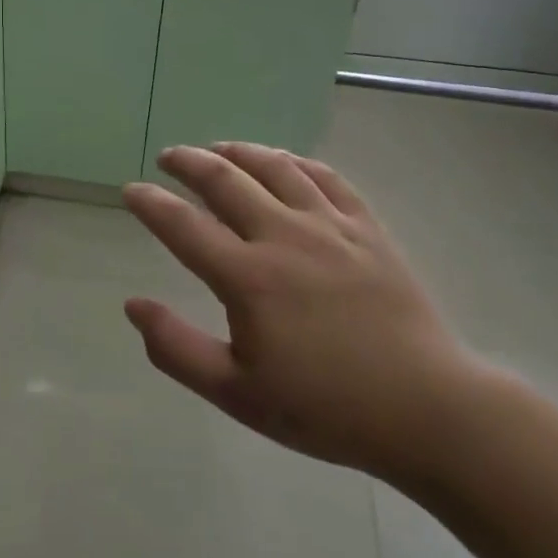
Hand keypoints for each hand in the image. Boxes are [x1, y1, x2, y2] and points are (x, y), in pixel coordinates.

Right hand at [122, 143, 482, 488]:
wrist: (427, 410)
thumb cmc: (325, 408)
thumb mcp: (237, 394)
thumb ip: (177, 349)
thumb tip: (133, 305)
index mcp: (248, 278)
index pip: (183, 226)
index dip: (150, 204)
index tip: (130, 190)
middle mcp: (284, 237)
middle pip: (226, 181)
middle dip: (189, 162)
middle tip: (169, 156)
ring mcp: (330, 228)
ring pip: (276, 168)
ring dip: (239, 151)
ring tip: (218, 148)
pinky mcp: (367, 229)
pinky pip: (326, 178)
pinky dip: (296, 161)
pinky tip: (283, 161)